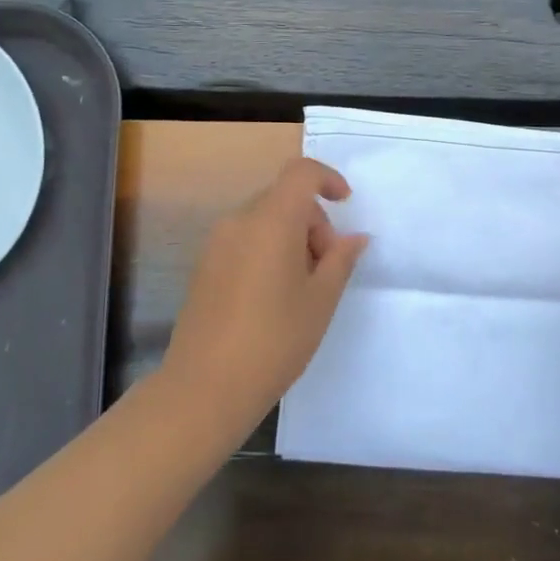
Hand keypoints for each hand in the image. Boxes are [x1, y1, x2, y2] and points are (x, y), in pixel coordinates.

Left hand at [163, 156, 368, 426]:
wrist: (205, 387)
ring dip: (291, 239)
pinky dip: (267, 251)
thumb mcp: (321, 300)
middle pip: (284, 199)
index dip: (327, 179)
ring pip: (264, 221)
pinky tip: (273, 297)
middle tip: (328, 269)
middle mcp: (239, 222)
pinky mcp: (204, 267)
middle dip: (313, 222)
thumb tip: (355, 237)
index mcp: (271, 221)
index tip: (345, 204)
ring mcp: (216, 244)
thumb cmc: (274, 340)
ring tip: (303, 288)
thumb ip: (341, 260)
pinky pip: (244, 240)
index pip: (300, 173)